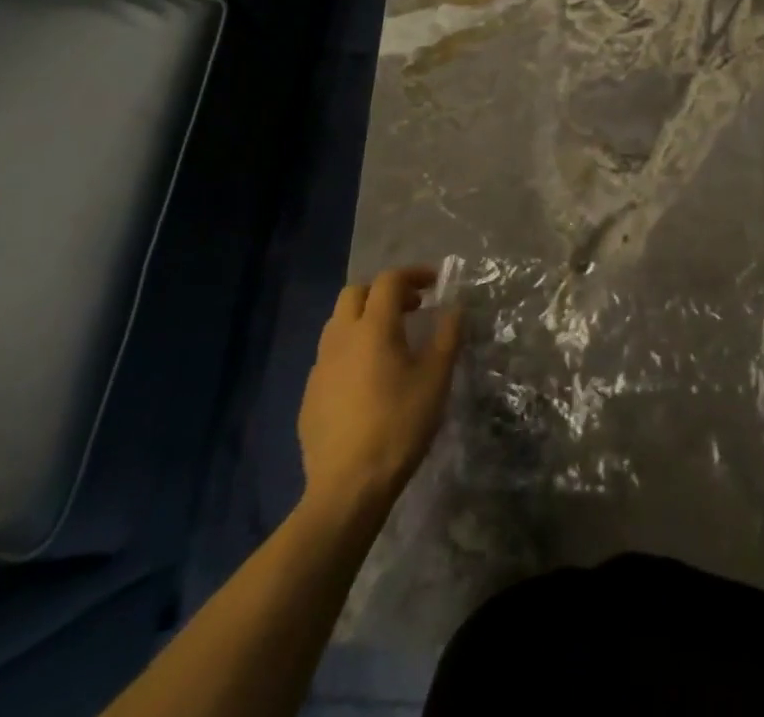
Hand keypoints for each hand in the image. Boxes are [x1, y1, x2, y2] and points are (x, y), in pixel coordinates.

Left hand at [297, 266, 462, 510]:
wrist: (347, 487)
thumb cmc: (399, 425)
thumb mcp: (436, 379)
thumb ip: (446, 337)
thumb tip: (454, 309)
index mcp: (373, 328)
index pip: (389, 281)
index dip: (413, 274)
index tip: (434, 284)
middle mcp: (341, 338)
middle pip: (356, 293)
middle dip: (384, 291)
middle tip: (411, 308)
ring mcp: (320, 366)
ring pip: (338, 323)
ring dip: (364, 318)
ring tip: (390, 340)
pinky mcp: (309, 394)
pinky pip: (330, 356)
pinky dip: (351, 350)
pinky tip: (368, 378)